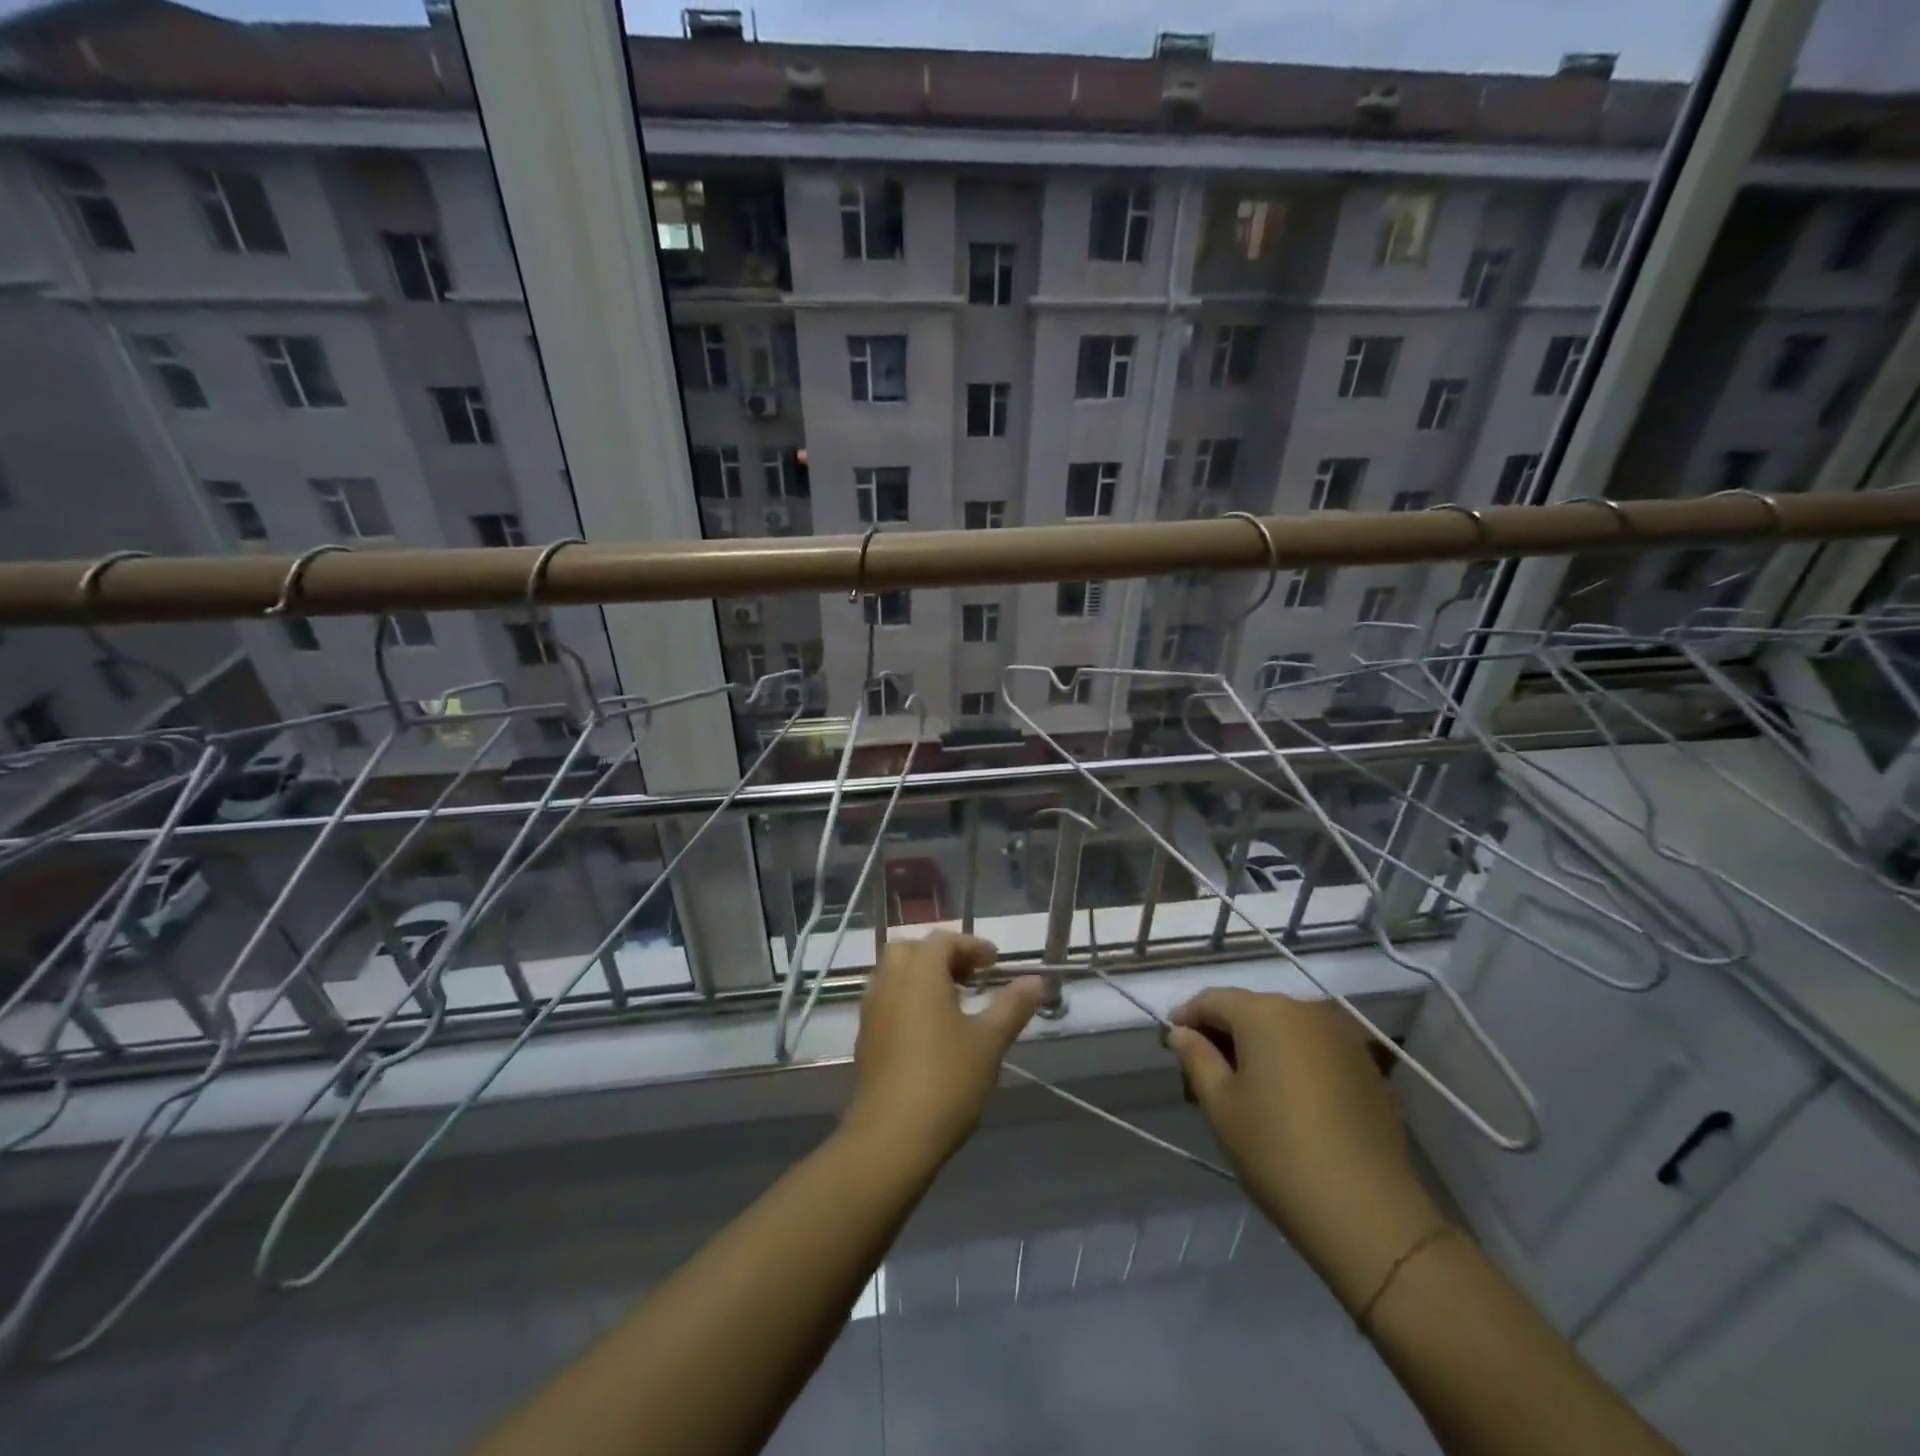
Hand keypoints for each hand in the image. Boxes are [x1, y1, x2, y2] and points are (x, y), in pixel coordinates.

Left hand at [844, 933, 1044, 1163]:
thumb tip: (1035, 981)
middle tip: (969, 977)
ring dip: (921, 978)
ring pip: (893, 976)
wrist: (891, 1138)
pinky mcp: (865, 1039)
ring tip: (952, 1003)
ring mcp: (872, 1011)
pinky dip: (907, 1000)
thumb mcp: (989, 1042)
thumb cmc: (946, 1081)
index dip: (971, 945)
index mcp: (919, 974)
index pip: (942, 940)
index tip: (994, 963)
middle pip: (910, 951)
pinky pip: (886, 1002)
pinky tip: (929, 1032)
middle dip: (940, 956)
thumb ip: (1011, 1006)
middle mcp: (890, 983)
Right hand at [1168, 989, 1443, 1312]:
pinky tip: (1286, 1099)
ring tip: (1243, 1087)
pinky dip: (1292, 1061)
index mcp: (1264, 1013)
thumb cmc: (1278, 1152)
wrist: (1369, 1215)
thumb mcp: (1220, 1105)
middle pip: (1250, 1010)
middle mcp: (1305, 1011)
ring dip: (1258, 1047)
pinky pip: (1314, 1049)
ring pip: (1284, 1028)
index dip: (1186, 1018)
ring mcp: (1342, 1037)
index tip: (1170, 1044)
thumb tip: (1180, 1032)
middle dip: (1222, 1033)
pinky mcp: (1366, 1066)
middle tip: (1203, 1072)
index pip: (1212, 1000)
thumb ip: (1196, 1058)